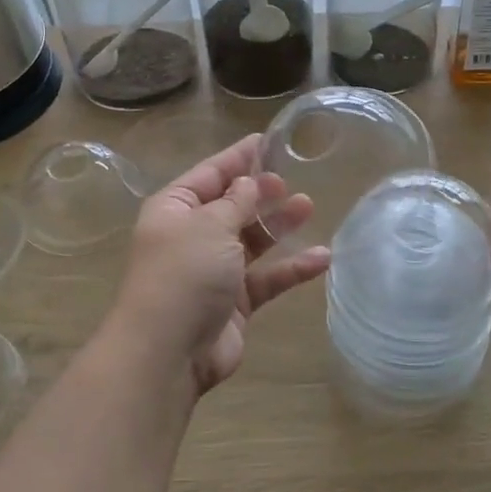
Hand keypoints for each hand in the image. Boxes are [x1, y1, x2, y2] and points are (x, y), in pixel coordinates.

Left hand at [113, 135, 330, 395]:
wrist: (168, 350)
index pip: (209, 174)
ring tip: (308, 206)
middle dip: (260, 192)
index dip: (237, 158)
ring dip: (278, 225)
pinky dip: (291, 268)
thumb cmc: (184, 273)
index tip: (265, 140)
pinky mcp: (234, 303)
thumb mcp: (210, 225)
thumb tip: (249, 183)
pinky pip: (266, 278)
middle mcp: (192, 236)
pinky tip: (321, 257)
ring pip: (252, 241)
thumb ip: (235, 202)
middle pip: (231, 206)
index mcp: (175, 210)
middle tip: (288, 181)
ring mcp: (213, 271)